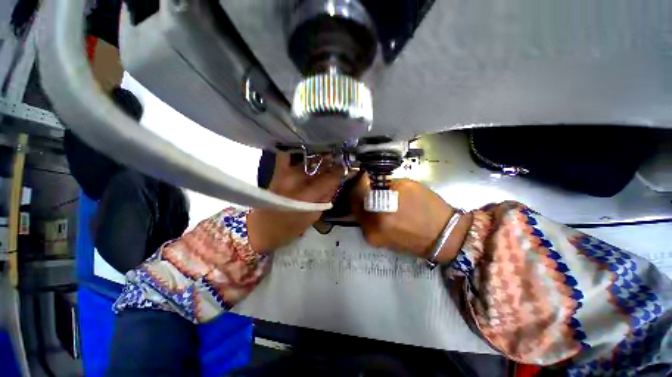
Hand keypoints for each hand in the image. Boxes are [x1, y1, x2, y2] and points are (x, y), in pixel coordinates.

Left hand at [247, 153, 343, 252]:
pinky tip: (308, 151)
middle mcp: (296, 180)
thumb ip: (327, 197)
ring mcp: (286, 173)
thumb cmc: (290, 227)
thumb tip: (337, 180)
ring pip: (308, 158)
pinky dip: (298, 150)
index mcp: (307, 195)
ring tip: (328, 156)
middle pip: (320, 164)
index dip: (341, 171)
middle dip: (332, 161)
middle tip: (340, 160)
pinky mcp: (278, 171)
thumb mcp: (314, 216)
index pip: (330, 177)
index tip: (349, 167)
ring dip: (320, 156)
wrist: (262, 228)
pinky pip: (287, 155)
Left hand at [351, 176, 471, 262]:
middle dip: (358, 191)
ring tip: (371, 195)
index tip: (363, 175)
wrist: (443, 237)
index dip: (359, 180)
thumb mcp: (406, 186)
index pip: (358, 189)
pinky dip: (367, 213)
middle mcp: (370, 225)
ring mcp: (370, 236)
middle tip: (365, 184)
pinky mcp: (374, 242)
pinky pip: (365, 222)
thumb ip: (384, 183)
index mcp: (379, 209)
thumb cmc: (428, 208)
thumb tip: (371, 181)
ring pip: (358, 213)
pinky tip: (376, 208)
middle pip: (353, 203)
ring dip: (362, 202)